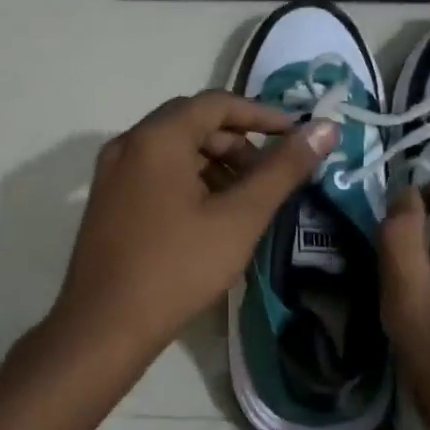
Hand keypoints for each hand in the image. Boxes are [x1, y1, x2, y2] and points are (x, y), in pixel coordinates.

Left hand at [51, 91, 338, 364]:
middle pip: (192, 124)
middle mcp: (128, 144)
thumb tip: (325, 128)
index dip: (262, 114)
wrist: (104, 326)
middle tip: (270, 175)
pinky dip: (189, 181)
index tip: (295, 136)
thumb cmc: (178, 268)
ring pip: (173, 151)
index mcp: (157, 138)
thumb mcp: (240, 218)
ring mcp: (111, 174)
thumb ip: (283, 170)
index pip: (217, 103)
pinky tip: (210, 217)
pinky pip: (155, 173)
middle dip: (238, 143)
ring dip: (214, 164)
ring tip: (245, 201)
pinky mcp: (107, 201)